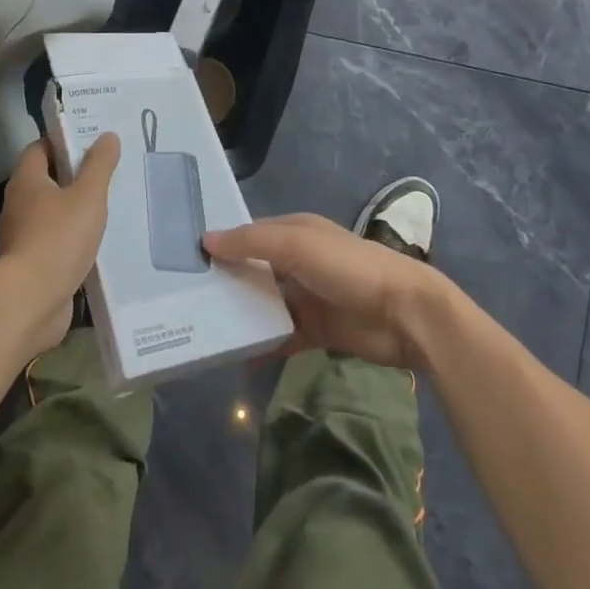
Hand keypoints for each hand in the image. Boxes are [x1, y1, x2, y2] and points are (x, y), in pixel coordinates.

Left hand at [0, 134, 120, 355]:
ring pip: (52, 212)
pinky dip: (73, 238)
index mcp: (27, 180)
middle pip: (47, 179)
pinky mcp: (31, 264)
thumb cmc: (58, 238)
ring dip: (75, 209)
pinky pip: (55, 241)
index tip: (92, 142)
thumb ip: (99, 165)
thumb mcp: (88, 196)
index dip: (64, 142)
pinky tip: (97, 242)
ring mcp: (23, 236)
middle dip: (74, 175)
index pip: (40, 148)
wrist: (31, 301)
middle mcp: (19, 204)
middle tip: (107, 172)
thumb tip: (108, 135)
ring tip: (108, 206)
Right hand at [204, 213, 450, 369]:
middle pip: (254, 269)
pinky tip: (236, 356)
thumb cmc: (348, 268)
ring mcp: (307, 297)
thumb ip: (252, 242)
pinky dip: (261, 345)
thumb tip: (206, 239)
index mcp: (295, 231)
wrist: (404, 314)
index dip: (223, 244)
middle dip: (227, 281)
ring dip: (241, 314)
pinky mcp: (316, 330)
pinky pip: (280, 337)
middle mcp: (298, 261)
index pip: (250, 234)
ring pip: (264, 304)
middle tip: (185, 298)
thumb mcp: (297, 245)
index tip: (188, 259)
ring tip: (203, 328)